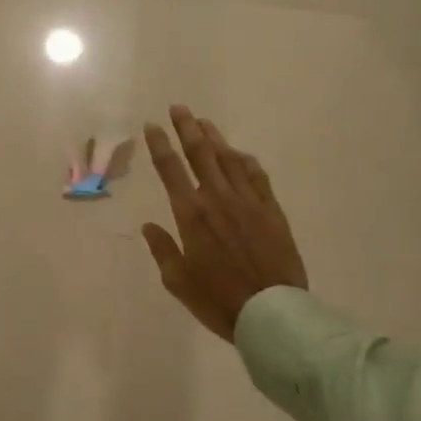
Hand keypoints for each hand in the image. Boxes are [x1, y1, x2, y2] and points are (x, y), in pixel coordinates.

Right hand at [141, 106, 306, 340]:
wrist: (271, 313)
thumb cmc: (218, 300)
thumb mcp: (178, 281)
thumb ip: (162, 250)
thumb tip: (149, 226)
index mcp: (191, 214)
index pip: (170, 169)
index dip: (160, 144)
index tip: (152, 126)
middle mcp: (218, 198)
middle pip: (200, 153)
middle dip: (187, 127)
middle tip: (179, 108)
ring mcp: (248, 201)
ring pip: (229, 159)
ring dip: (215, 138)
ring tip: (204, 122)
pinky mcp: (271, 210)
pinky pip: (257, 176)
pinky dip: (245, 161)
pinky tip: (239, 154)